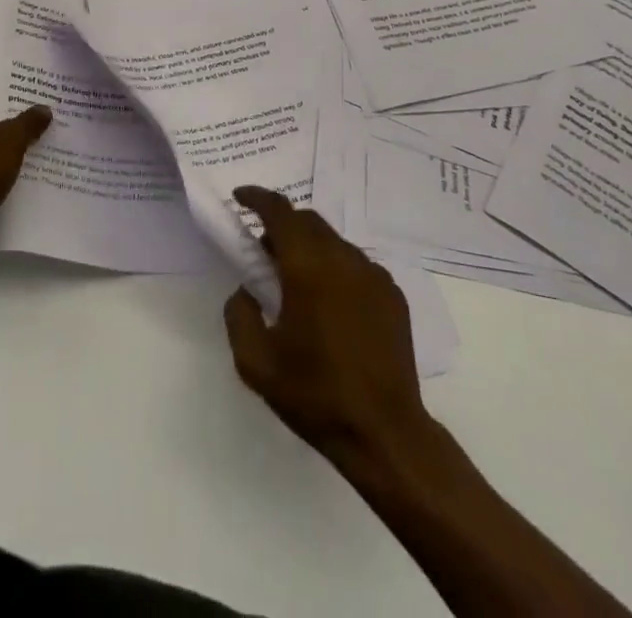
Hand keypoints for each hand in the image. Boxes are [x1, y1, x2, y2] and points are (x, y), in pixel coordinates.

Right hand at [223, 186, 427, 465]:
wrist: (384, 433)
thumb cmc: (315, 394)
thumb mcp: (255, 362)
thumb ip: (239, 313)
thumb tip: (246, 289)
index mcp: (308, 267)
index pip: (279, 211)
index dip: (256, 198)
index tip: (239, 198)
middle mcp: (344, 259)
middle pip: (308, 220)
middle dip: (282, 225)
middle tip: (264, 253)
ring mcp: (374, 275)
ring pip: (333, 241)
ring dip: (310, 248)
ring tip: (297, 284)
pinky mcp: (393, 295)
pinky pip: (356, 265)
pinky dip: (336, 269)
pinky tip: (331, 307)